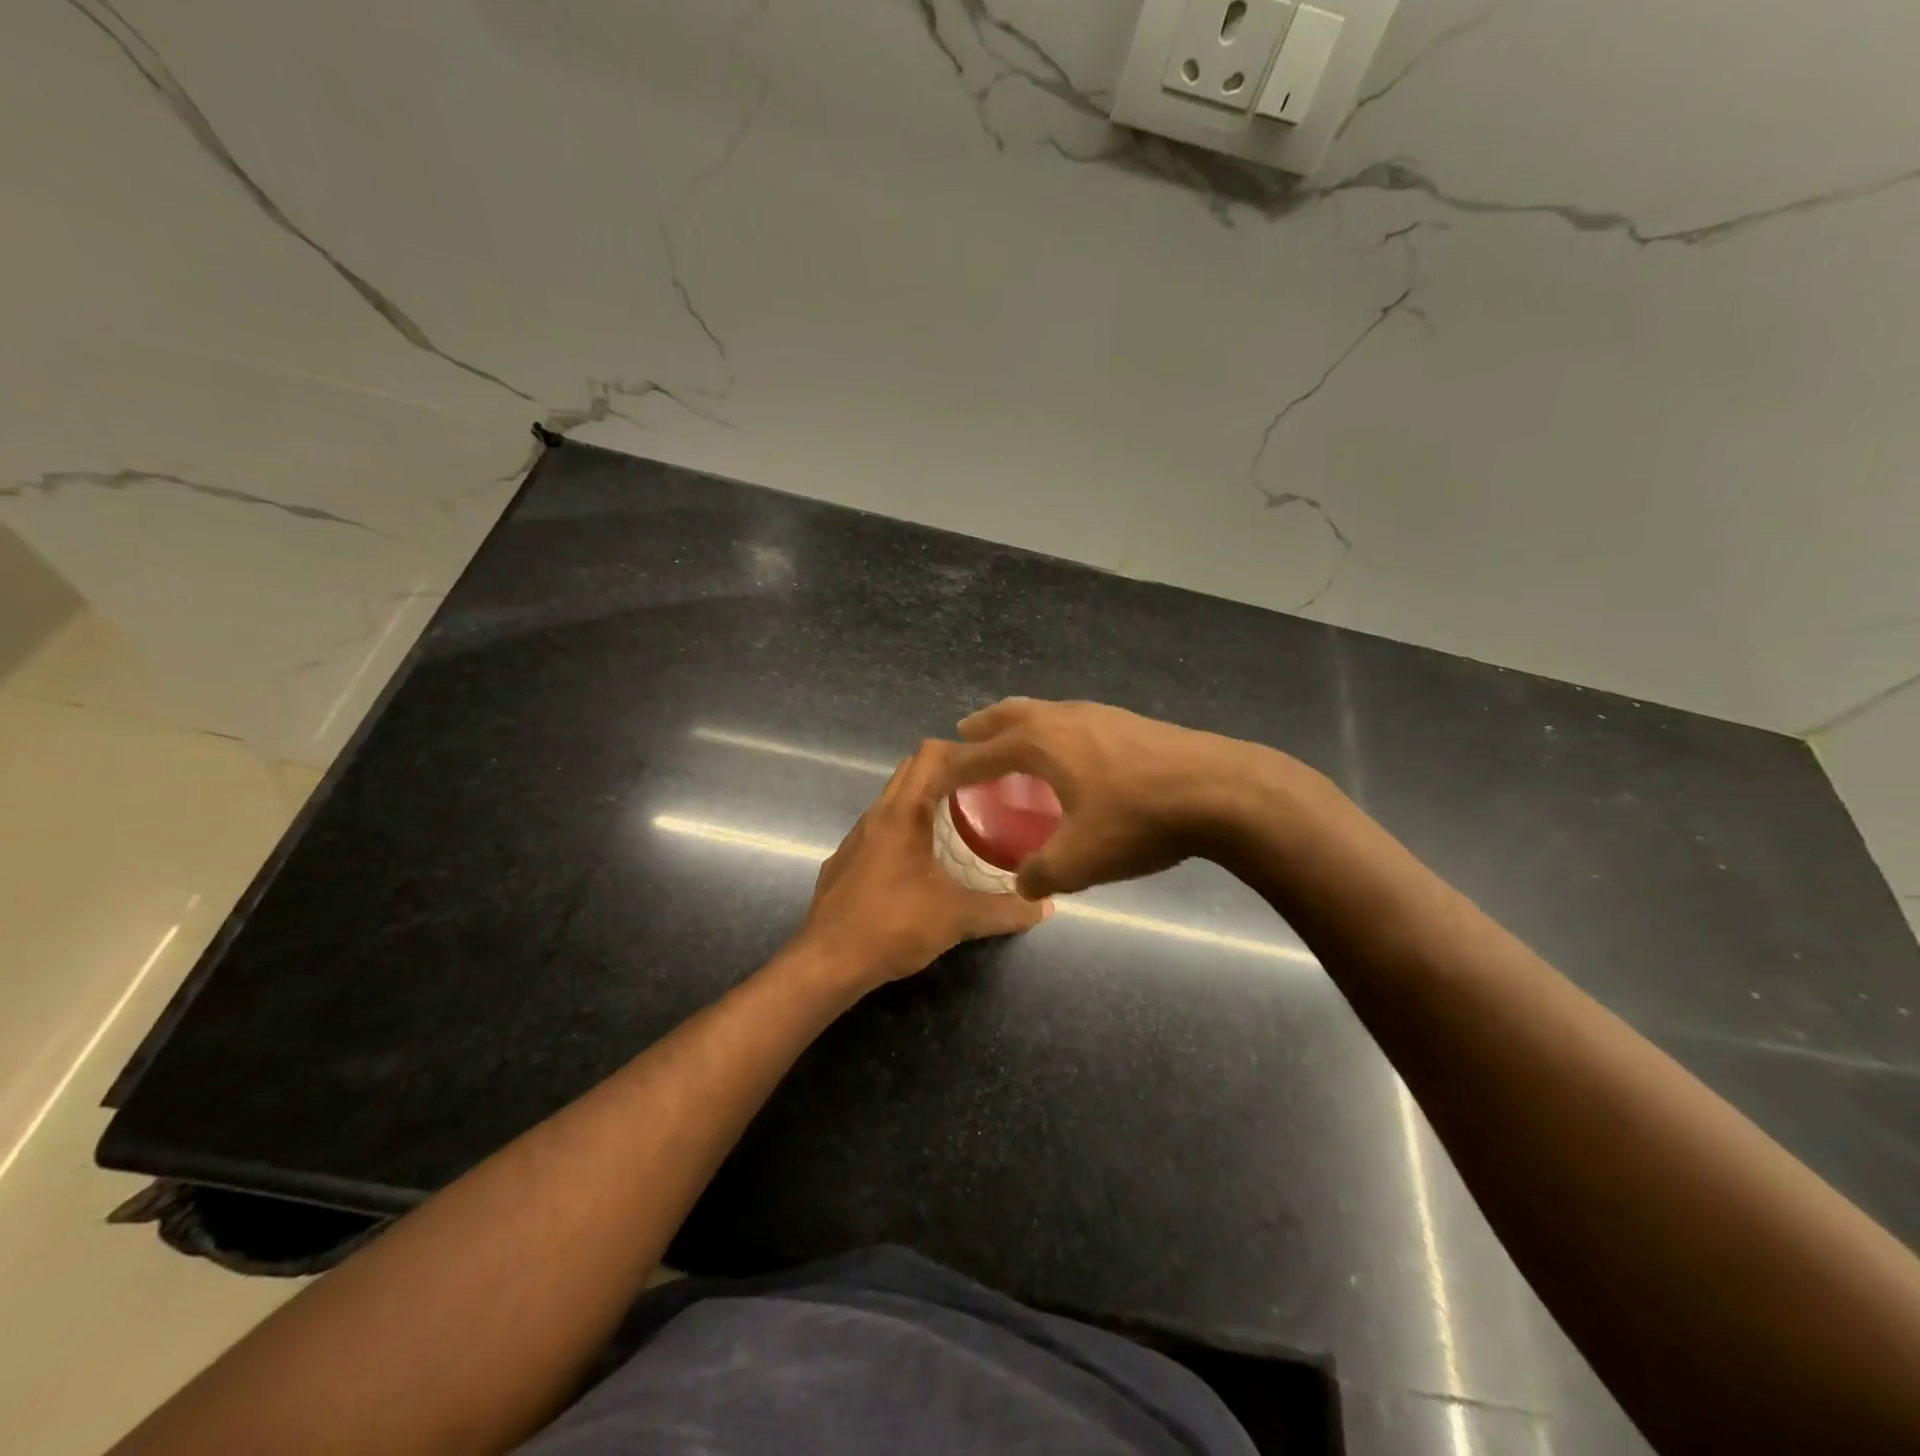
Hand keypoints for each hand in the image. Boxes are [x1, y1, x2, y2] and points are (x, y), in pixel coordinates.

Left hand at [795, 739, 1051, 991]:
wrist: (826, 963)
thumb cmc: (893, 926)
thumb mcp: (957, 918)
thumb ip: (1005, 910)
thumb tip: (1044, 907)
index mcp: (901, 813)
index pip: (930, 754)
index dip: (962, 750)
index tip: (993, 767)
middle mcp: (875, 815)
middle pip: (911, 771)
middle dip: (947, 773)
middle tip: (984, 792)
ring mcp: (855, 839)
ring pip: (893, 801)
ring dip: (924, 802)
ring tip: (959, 824)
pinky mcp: (844, 862)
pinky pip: (880, 830)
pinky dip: (904, 830)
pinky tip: (922, 864)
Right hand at [942, 697, 1271, 897]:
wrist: (1221, 790)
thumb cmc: (1138, 819)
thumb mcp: (1080, 859)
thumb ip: (1041, 874)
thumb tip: (1023, 885)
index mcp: (1039, 743)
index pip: (980, 753)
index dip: (953, 767)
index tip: (933, 775)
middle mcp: (1062, 717)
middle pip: (1010, 714)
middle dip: (984, 726)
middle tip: (966, 734)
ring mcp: (1099, 714)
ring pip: (1045, 712)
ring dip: (1021, 725)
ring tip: (1016, 744)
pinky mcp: (1129, 722)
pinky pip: (1074, 721)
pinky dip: (1055, 732)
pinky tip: (1073, 756)